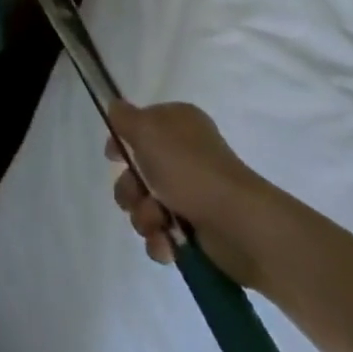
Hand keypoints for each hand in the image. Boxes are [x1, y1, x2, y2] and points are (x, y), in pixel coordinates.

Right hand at [105, 101, 274, 288]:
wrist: (239, 225)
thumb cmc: (190, 169)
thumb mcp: (147, 130)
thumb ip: (124, 117)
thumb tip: (115, 108)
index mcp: (177, 125)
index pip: (139, 127)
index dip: (121, 142)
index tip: (113, 156)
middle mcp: (185, 156)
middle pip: (137, 170)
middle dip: (129, 188)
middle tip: (138, 194)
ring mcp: (192, 194)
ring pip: (146, 203)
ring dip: (143, 216)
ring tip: (158, 222)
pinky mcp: (197, 230)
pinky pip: (162, 232)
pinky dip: (159, 239)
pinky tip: (166, 243)